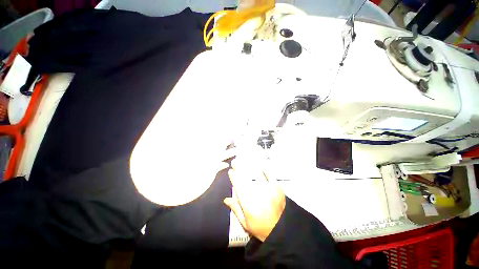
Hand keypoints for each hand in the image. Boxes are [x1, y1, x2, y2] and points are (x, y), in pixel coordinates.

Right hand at [224, 158, 285, 241]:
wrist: (281, 230)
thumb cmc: (261, 228)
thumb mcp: (245, 223)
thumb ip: (236, 209)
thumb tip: (226, 199)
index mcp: (248, 203)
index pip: (238, 186)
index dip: (233, 177)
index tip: (230, 171)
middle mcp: (257, 194)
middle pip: (246, 178)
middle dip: (239, 169)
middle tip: (235, 162)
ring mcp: (268, 190)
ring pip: (257, 175)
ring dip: (250, 167)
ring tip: (246, 160)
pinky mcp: (277, 188)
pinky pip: (270, 176)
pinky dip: (265, 170)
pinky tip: (262, 165)